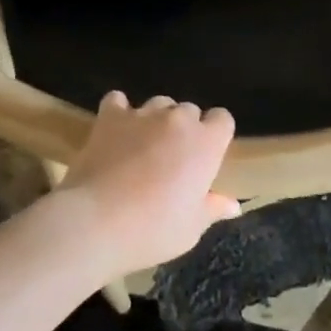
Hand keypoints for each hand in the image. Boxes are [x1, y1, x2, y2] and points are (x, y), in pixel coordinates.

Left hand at [56, 93, 240, 275]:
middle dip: (185, 129)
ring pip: (158, 104)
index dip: (216, 135)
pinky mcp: (110, 116)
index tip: (206, 157)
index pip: (222, 119)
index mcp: (205, 143)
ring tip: (144, 146)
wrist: (96, 221)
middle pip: (189, 110)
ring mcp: (142, 114)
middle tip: (173, 160)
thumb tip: (233, 204)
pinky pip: (118, 100)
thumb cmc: (153, 229)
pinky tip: (116, 130)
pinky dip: (119, 111)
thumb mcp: (191, 228)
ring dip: (156, 120)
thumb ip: (212, 208)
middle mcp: (177, 119)